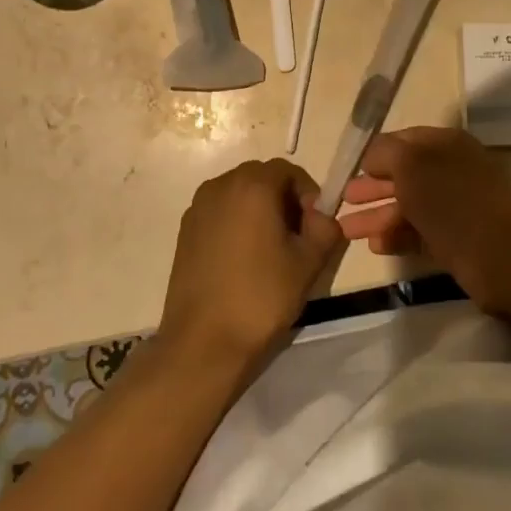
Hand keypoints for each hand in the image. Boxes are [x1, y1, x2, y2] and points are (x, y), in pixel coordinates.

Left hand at [158, 159, 347, 374]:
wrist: (204, 340)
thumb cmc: (261, 296)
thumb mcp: (309, 262)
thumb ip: (326, 228)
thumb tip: (322, 216)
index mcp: (252, 186)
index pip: (288, 170)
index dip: (308, 193)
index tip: (315, 225)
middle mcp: (220, 186)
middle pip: (261, 178)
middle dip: (284, 199)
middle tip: (297, 237)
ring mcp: (197, 207)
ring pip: (238, 194)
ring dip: (259, 210)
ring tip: (270, 250)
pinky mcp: (184, 230)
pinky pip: (219, 212)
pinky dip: (236, 222)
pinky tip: (243, 260)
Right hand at [337, 128, 510, 316]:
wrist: (506, 256)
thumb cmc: (453, 202)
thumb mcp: (411, 164)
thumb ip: (385, 153)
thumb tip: (372, 158)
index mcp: (444, 144)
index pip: (401, 141)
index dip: (373, 155)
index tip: (348, 170)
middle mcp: (450, 170)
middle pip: (402, 175)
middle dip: (370, 187)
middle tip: (341, 202)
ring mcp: (455, 206)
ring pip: (407, 206)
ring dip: (377, 216)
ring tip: (346, 231)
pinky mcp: (457, 239)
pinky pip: (419, 232)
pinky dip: (396, 236)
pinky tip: (376, 246)